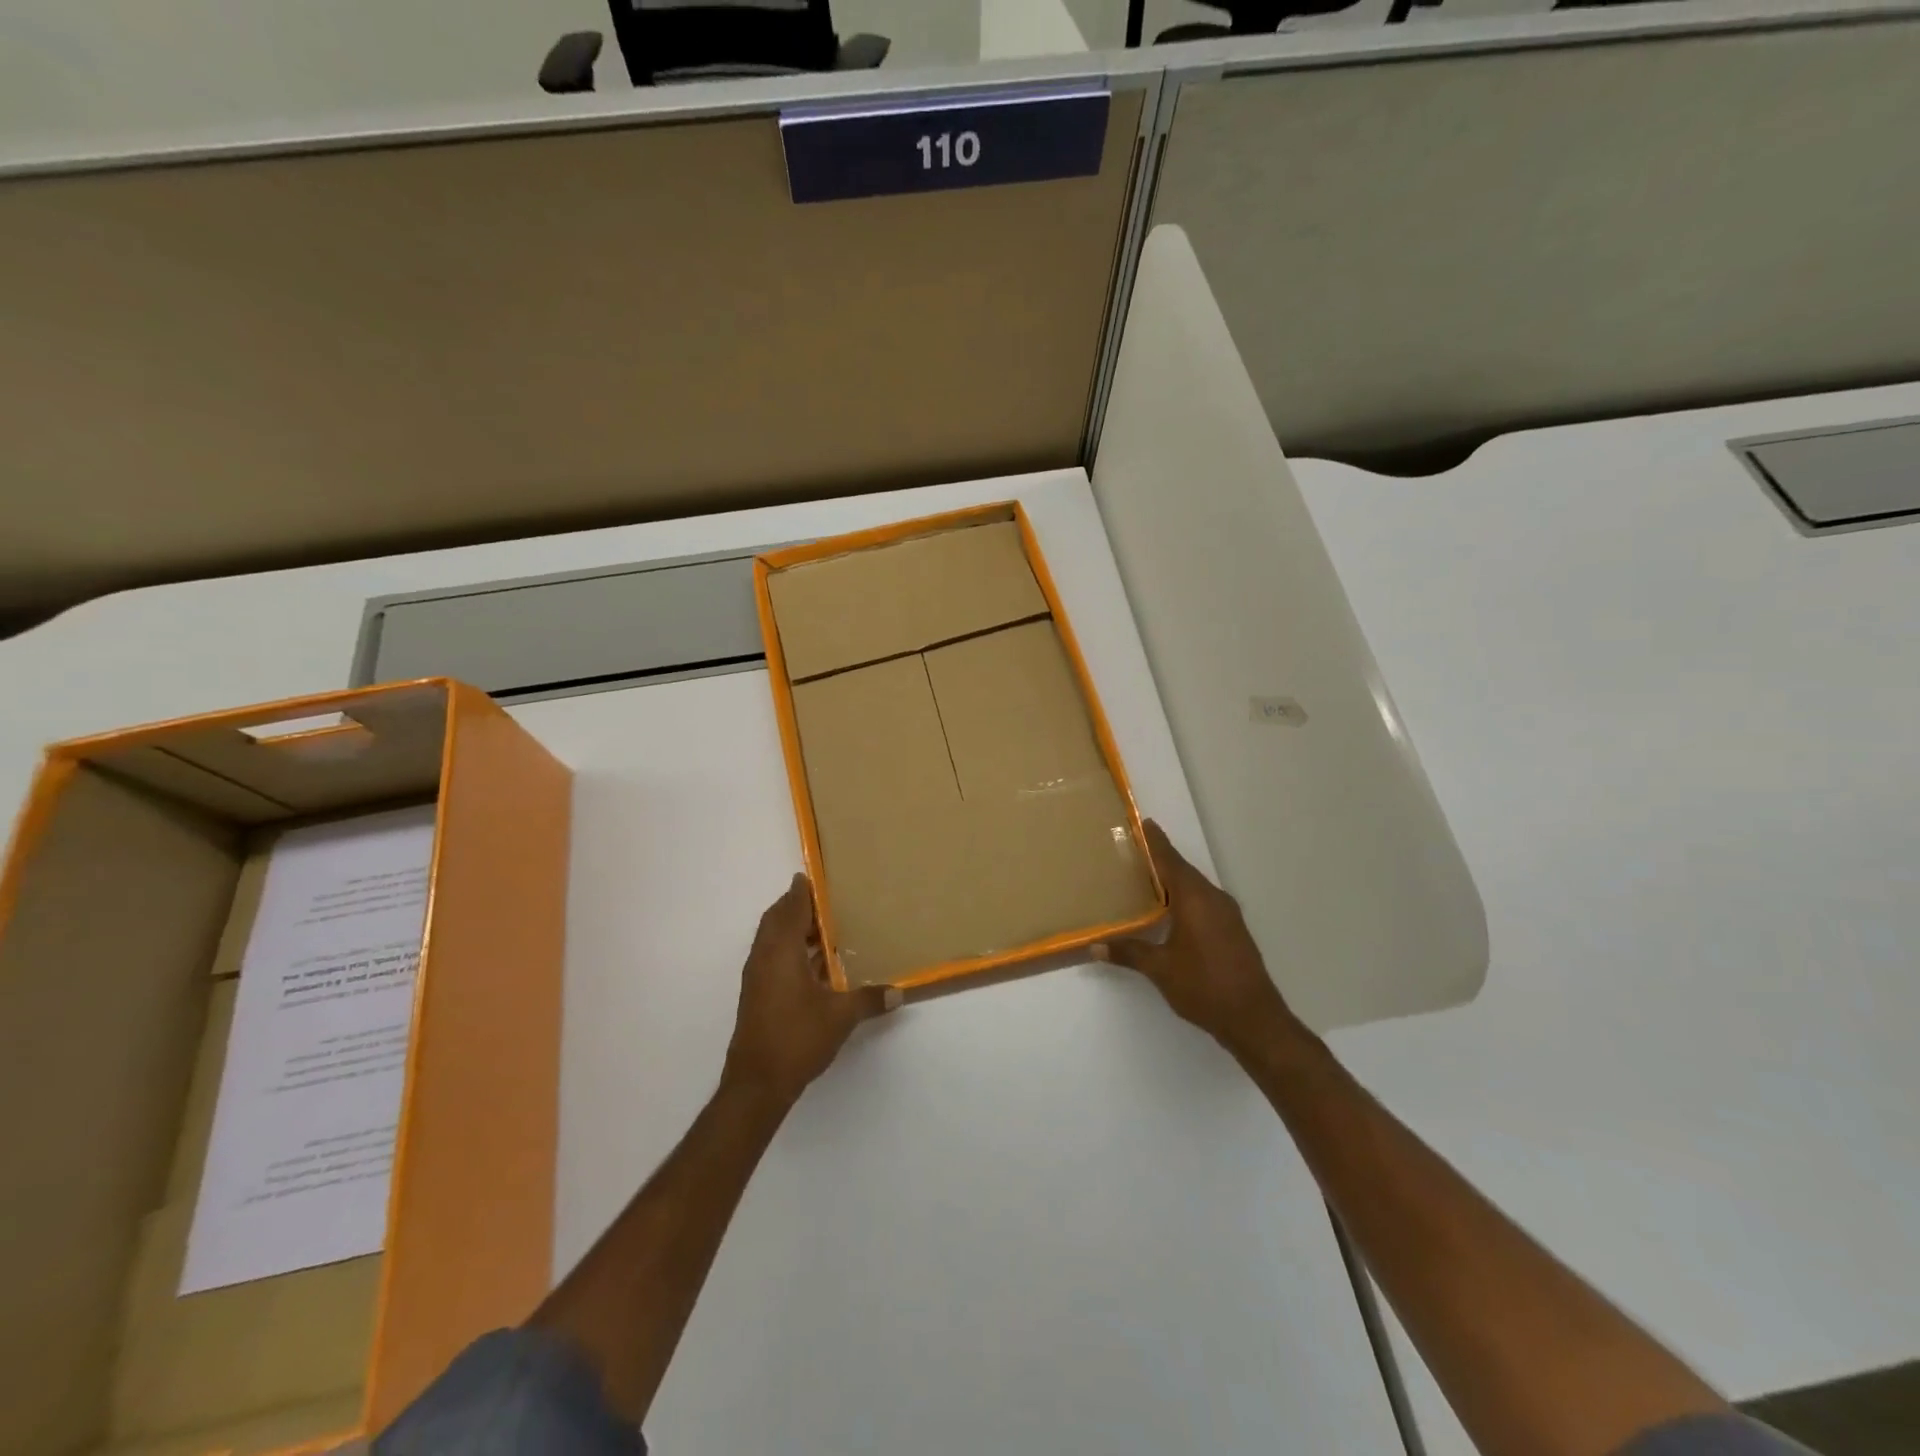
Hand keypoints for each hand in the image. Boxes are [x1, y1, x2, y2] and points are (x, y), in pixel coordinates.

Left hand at [722, 874, 899, 1108]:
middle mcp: (764, 957)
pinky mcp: (757, 995)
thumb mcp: (840, 1016)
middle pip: (776, 920)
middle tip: (824, 902)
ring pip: (772, 940)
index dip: (801, 892)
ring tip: (824, 929)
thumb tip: (898, 992)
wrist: (757, 1083)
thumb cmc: (797, 1038)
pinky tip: (815, 966)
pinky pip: (772, 958)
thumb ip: (869, 999)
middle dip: (796, 907)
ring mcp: (757, 977)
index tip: (812, 877)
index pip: (790, 909)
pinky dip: (790, 950)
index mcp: (781, 951)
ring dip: (793, 929)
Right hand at [1096, 821, 1300, 1057]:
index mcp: (1195, 899)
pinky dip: (1186, 898)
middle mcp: (1213, 899)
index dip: (1155, 842)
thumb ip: (1128, 952)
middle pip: (1183, 871)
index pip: (1170, 861)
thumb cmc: (1204, 986)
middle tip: (1135, 852)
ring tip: (1148, 880)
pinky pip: (1205, 902)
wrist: (1254, 1018)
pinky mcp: (1233, 930)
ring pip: (1195, 888)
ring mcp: (1227, 915)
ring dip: (1174, 881)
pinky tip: (1172, 912)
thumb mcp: (1160, 969)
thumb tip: (1095, 946)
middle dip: (1161, 861)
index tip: (1144, 823)